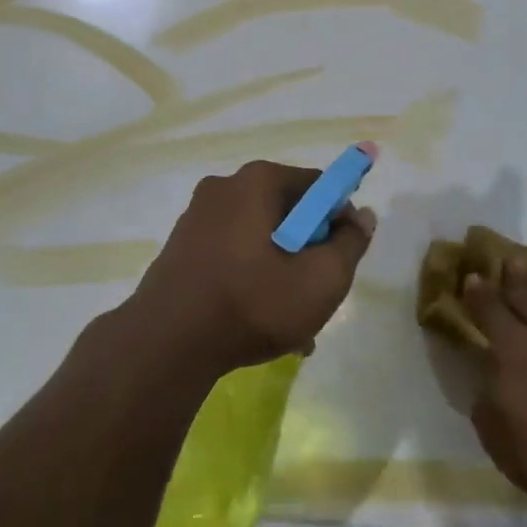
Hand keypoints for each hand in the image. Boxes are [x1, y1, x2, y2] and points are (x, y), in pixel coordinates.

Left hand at [124, 159, 376, 380]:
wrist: (165, 345)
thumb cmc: (252, 303)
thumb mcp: (321, 279)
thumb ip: (351, 243)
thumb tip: (361, 216)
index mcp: (259, 180)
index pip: (318, 186)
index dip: (338, 221)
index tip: (340, 259)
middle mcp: (226, 186)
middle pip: (288, 212)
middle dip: (308, 252)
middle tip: (316, 295)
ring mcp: (197, 216)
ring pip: (260, 238)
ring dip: (281, 272)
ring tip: (290, 325)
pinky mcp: (180, 247)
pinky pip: (232, 254)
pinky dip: (250, 279)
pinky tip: (257, 323)